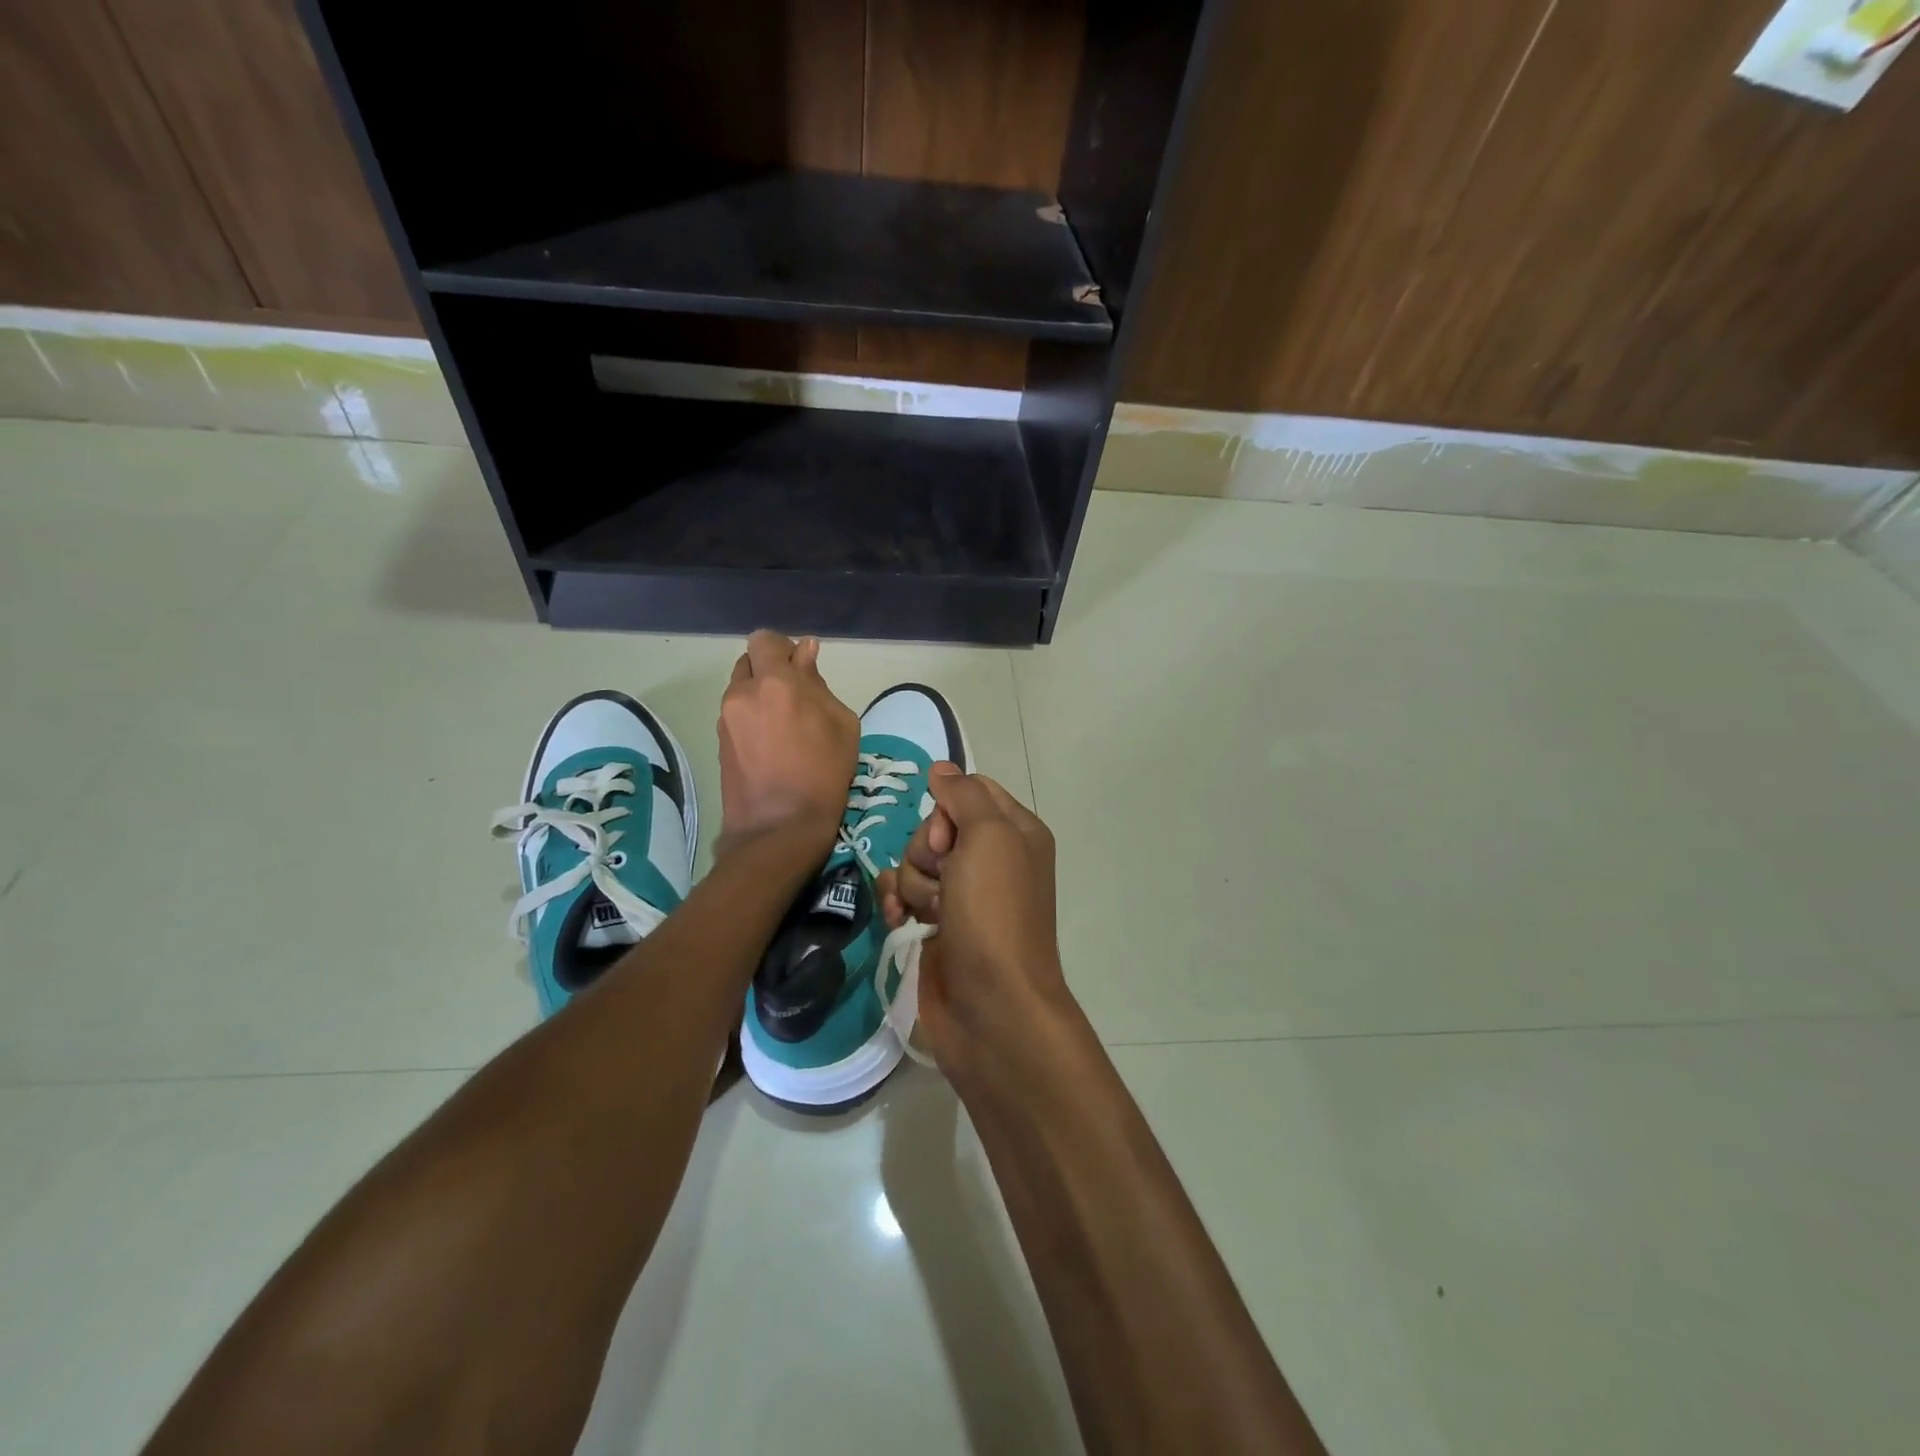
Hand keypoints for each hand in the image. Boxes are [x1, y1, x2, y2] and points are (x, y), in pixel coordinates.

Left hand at [715, 630, 857, 856]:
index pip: (765, 640)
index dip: (782, 648)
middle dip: (770, 670)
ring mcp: (725, 718)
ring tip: (784, 726)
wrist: (779, 828)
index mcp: (775, 683)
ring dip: (760, 695)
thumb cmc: (822, 775)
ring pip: (741, 688)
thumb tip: (805, 654)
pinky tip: (772, 744)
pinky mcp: (718, 741)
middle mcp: (742, 693)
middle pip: (750, 662)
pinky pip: (736, 713)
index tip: (800, 666)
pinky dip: (752, 717)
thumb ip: (818, 683)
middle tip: (795, 697)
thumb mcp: (841, 726)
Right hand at [875, 765, 1075, 1075]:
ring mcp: (963, 894)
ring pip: (915, 861)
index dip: (948, 809)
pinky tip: (902, 921)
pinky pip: (903, 892)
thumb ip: (964, 795)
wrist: (991, 1006)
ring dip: (914, 883)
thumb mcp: (989, 838)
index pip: (968, 791)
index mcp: (1015, 832)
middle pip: (936, 827)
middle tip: (945, 880)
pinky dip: (899, 903)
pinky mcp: (937, 924)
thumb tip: (941, 768)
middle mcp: (991, 859)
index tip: (950, 838)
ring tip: (932, 913)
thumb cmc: (995, 914)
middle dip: (928, 851)